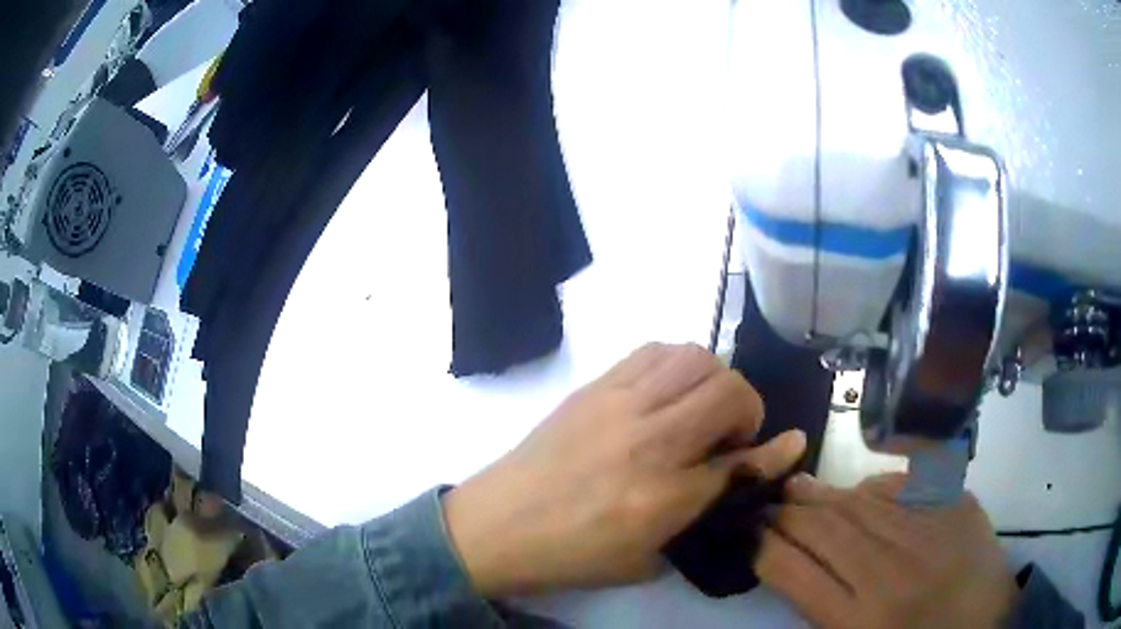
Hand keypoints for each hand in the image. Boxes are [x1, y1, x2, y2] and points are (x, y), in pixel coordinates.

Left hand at [443, 343, 805, 596]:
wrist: (499, 524)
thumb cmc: (573, 554)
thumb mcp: (645, 558)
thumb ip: (699, 516)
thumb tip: (740, 476)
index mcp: (663, 498)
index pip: (742, 462)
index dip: (777, 451)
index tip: (793, 441)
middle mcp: (649, 441)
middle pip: (727, 392)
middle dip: (747, 409)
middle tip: (731, 435)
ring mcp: (619, 405)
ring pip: (695, 358)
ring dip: (714, 379)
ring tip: (700, 408)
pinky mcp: (594, 386)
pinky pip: (653, 350)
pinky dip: (676, 363)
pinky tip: (667, 392)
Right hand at [756, 473, 1017, 628]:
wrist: (984, 627)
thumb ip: (820, 611)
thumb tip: (790, 563)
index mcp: (859, 621)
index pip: (793, 572)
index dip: (762, 547)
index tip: (745, 531)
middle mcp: (890, 573)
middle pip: (824, 530)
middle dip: (785, 512)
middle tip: (763, 499)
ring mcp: (928, 533)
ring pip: (859, 503)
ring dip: (822, 493)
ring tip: (796, 484)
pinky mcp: (957, 506)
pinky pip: (907, 483)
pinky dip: (876, 484)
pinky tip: (860, 487)